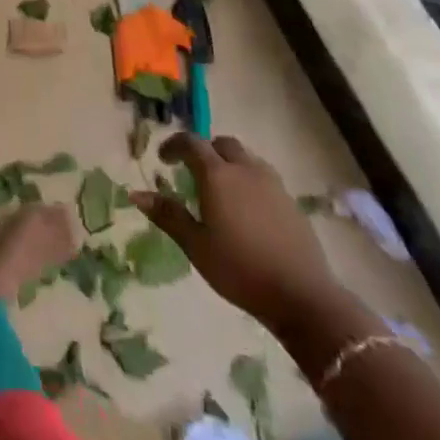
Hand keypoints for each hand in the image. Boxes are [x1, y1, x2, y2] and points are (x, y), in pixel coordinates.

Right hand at [131, 134, 340, 332]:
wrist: (303, 297)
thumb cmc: (240, 269)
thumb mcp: (196, 245)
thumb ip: (168, 215)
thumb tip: (136, 194)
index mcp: (217, 175)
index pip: (191, 143)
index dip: (174, 145)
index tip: (163, 159)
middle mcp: (245, 170)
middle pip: (222, 144)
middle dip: (204, 150)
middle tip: (191, 172)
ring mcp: (273, 184)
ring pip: (246, 158)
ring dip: (228, 163)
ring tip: (220, 190)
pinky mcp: (291, 202)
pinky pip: (263, 177)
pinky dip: (248, 180)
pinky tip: (246, 209)